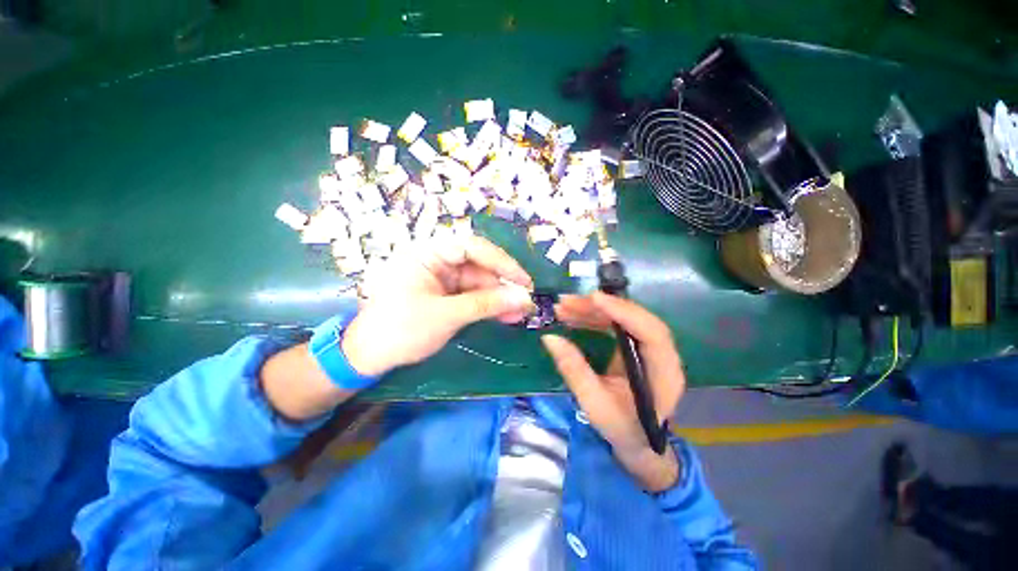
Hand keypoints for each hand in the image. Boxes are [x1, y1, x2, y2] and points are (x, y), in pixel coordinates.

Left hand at [341, 236, 534, 376]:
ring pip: (479, 282)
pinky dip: (488, 306)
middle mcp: (436, 260)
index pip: (471, 247)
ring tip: (519, 315)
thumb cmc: (400, 330)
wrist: (369, 357)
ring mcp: (441, 278)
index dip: (501, 261)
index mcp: (427, 253)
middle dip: (502, 285)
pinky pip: (472, 295)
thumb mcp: (447, 316)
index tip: (523, 280)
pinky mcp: (445, 294)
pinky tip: (505, 316)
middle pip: (478, 266)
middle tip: (525, 303)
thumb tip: (524, 299)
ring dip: (499, 298)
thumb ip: (486, 304)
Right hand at [542, 292, 685, 491]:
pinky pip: (616, 325)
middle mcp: (662, 355)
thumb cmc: (621, 428)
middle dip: (599, 308)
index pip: (651, 333)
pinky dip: (593, 319)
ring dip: (592, 310)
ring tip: (563, 308)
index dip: (624, 312)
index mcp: (664, 374)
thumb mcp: (594, 403)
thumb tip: (549, 338)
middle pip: (635, 319)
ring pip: (623, 318)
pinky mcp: (635, 346)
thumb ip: (573, 369)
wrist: (637, 441)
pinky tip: (573, 317)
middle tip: (566, 303)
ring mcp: (649, 348)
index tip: (594, 299)